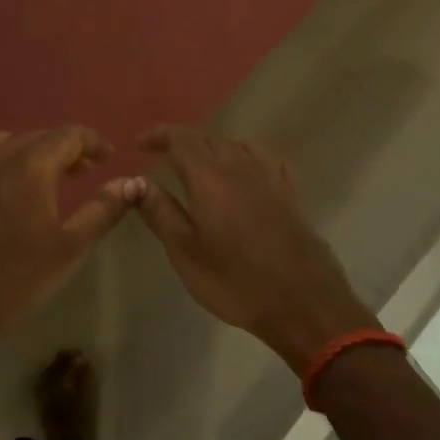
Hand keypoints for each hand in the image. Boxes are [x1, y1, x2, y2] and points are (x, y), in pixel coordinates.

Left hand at [0, 127, 142, 359]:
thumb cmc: (20, 277)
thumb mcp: (72, 246)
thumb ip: (104, 209)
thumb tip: (132, 183)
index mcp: (32, 166)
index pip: (69, 134)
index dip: (93, 142)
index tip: (107, 159)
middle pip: (36, 136)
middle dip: (63, 149)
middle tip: (80, 173)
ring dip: (24, 152)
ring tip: (37, 175)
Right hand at [135, 126, 372, 373]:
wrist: (304, 304)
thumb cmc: (235, 282)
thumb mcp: (185, 252)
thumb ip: (159, 211)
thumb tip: (135, 181)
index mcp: (209, 177)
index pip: (181, 138)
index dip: (158, 135)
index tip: (140, 146)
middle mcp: (240, 166)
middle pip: (208, 138)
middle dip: (182, 142)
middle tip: (163, 158)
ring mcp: (270, 178)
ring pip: (236, 145)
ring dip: (212, 147)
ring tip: (198, 165)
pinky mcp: (291, 192)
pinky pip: (263, 158)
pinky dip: (243, 156)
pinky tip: (243, 171)